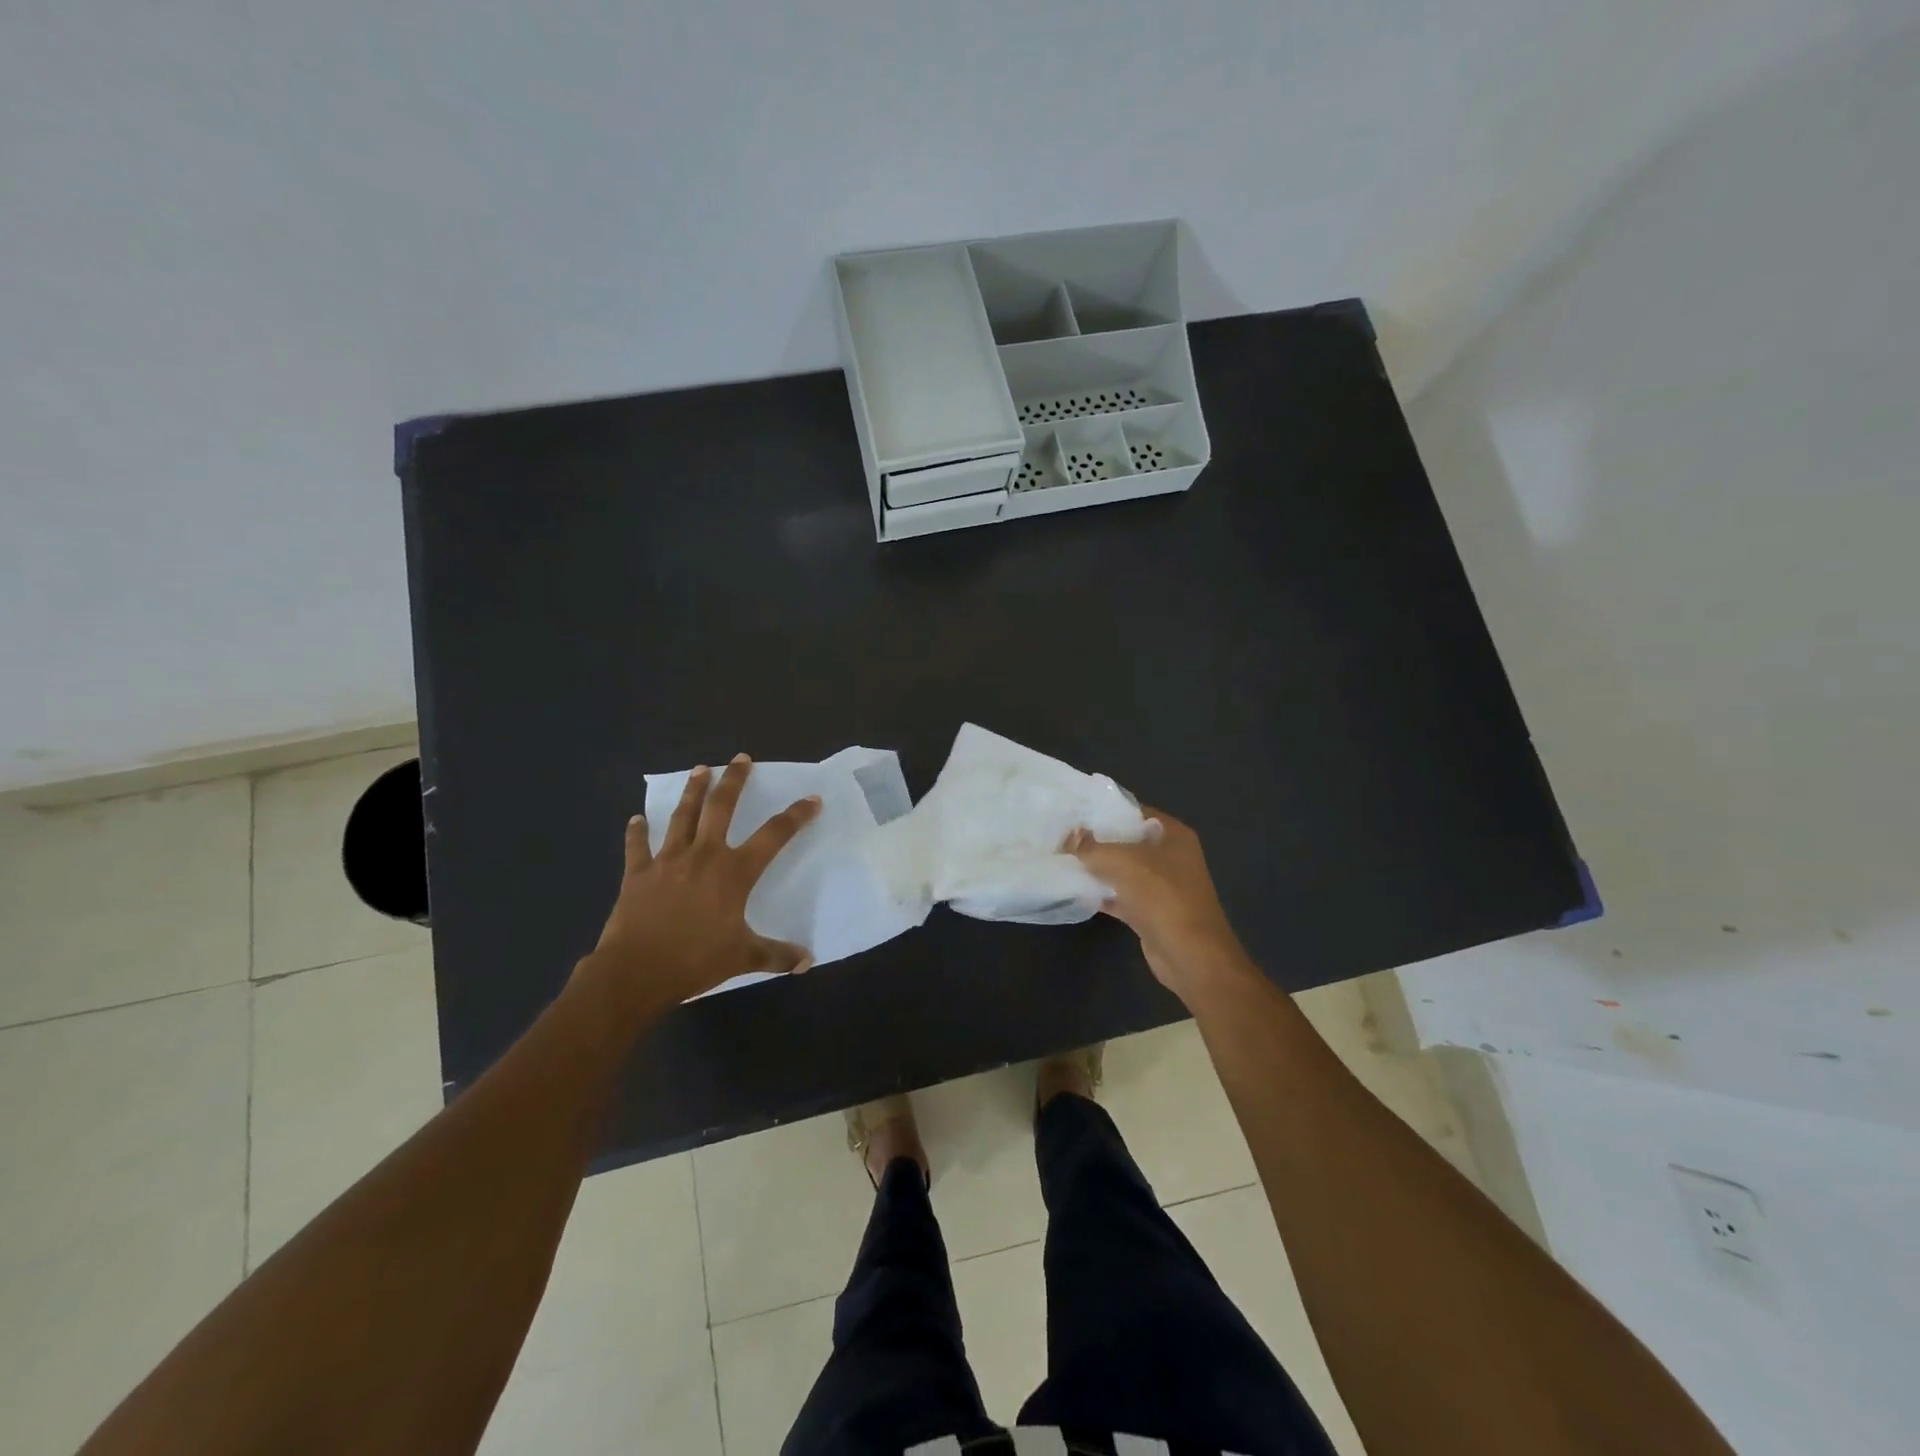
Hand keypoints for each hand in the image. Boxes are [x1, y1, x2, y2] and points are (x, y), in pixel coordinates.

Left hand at [581, 755, 821, 1005]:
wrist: (636, 972)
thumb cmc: (695, 961)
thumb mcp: (743, 958)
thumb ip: (776, 955)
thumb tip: (807, 961)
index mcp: (734, 872)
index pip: (774, 835)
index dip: (795, 816)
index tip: (811, 799)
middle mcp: (703, 856)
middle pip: (721, 808)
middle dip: (734, 781)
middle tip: (741, 758)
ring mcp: (667, 861)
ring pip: (682, 816)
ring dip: (693, 791)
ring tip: (700, 769)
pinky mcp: (638, 873)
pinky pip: (638, 847)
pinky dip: (637, 832)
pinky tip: (636, 819)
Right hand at [1067, 807, 1250, 1004]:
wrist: (1190, 955)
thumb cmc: (1163, 896)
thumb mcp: (1123, 862)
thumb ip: (1092, 847)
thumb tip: (1069, 836)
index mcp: (1173, 835)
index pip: (1136, 811)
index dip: (1106, 809)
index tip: (1075, 809)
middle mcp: (1170, 857)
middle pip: (1128, 841)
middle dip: (1097, 839)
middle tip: (1063, 834)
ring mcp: (1161, 886)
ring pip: (1123, 870)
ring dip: (1097, 867)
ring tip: (1062, 858)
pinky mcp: (1150, 912)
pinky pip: (1121, 896)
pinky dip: (1101, 894)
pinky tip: (1074, 890)